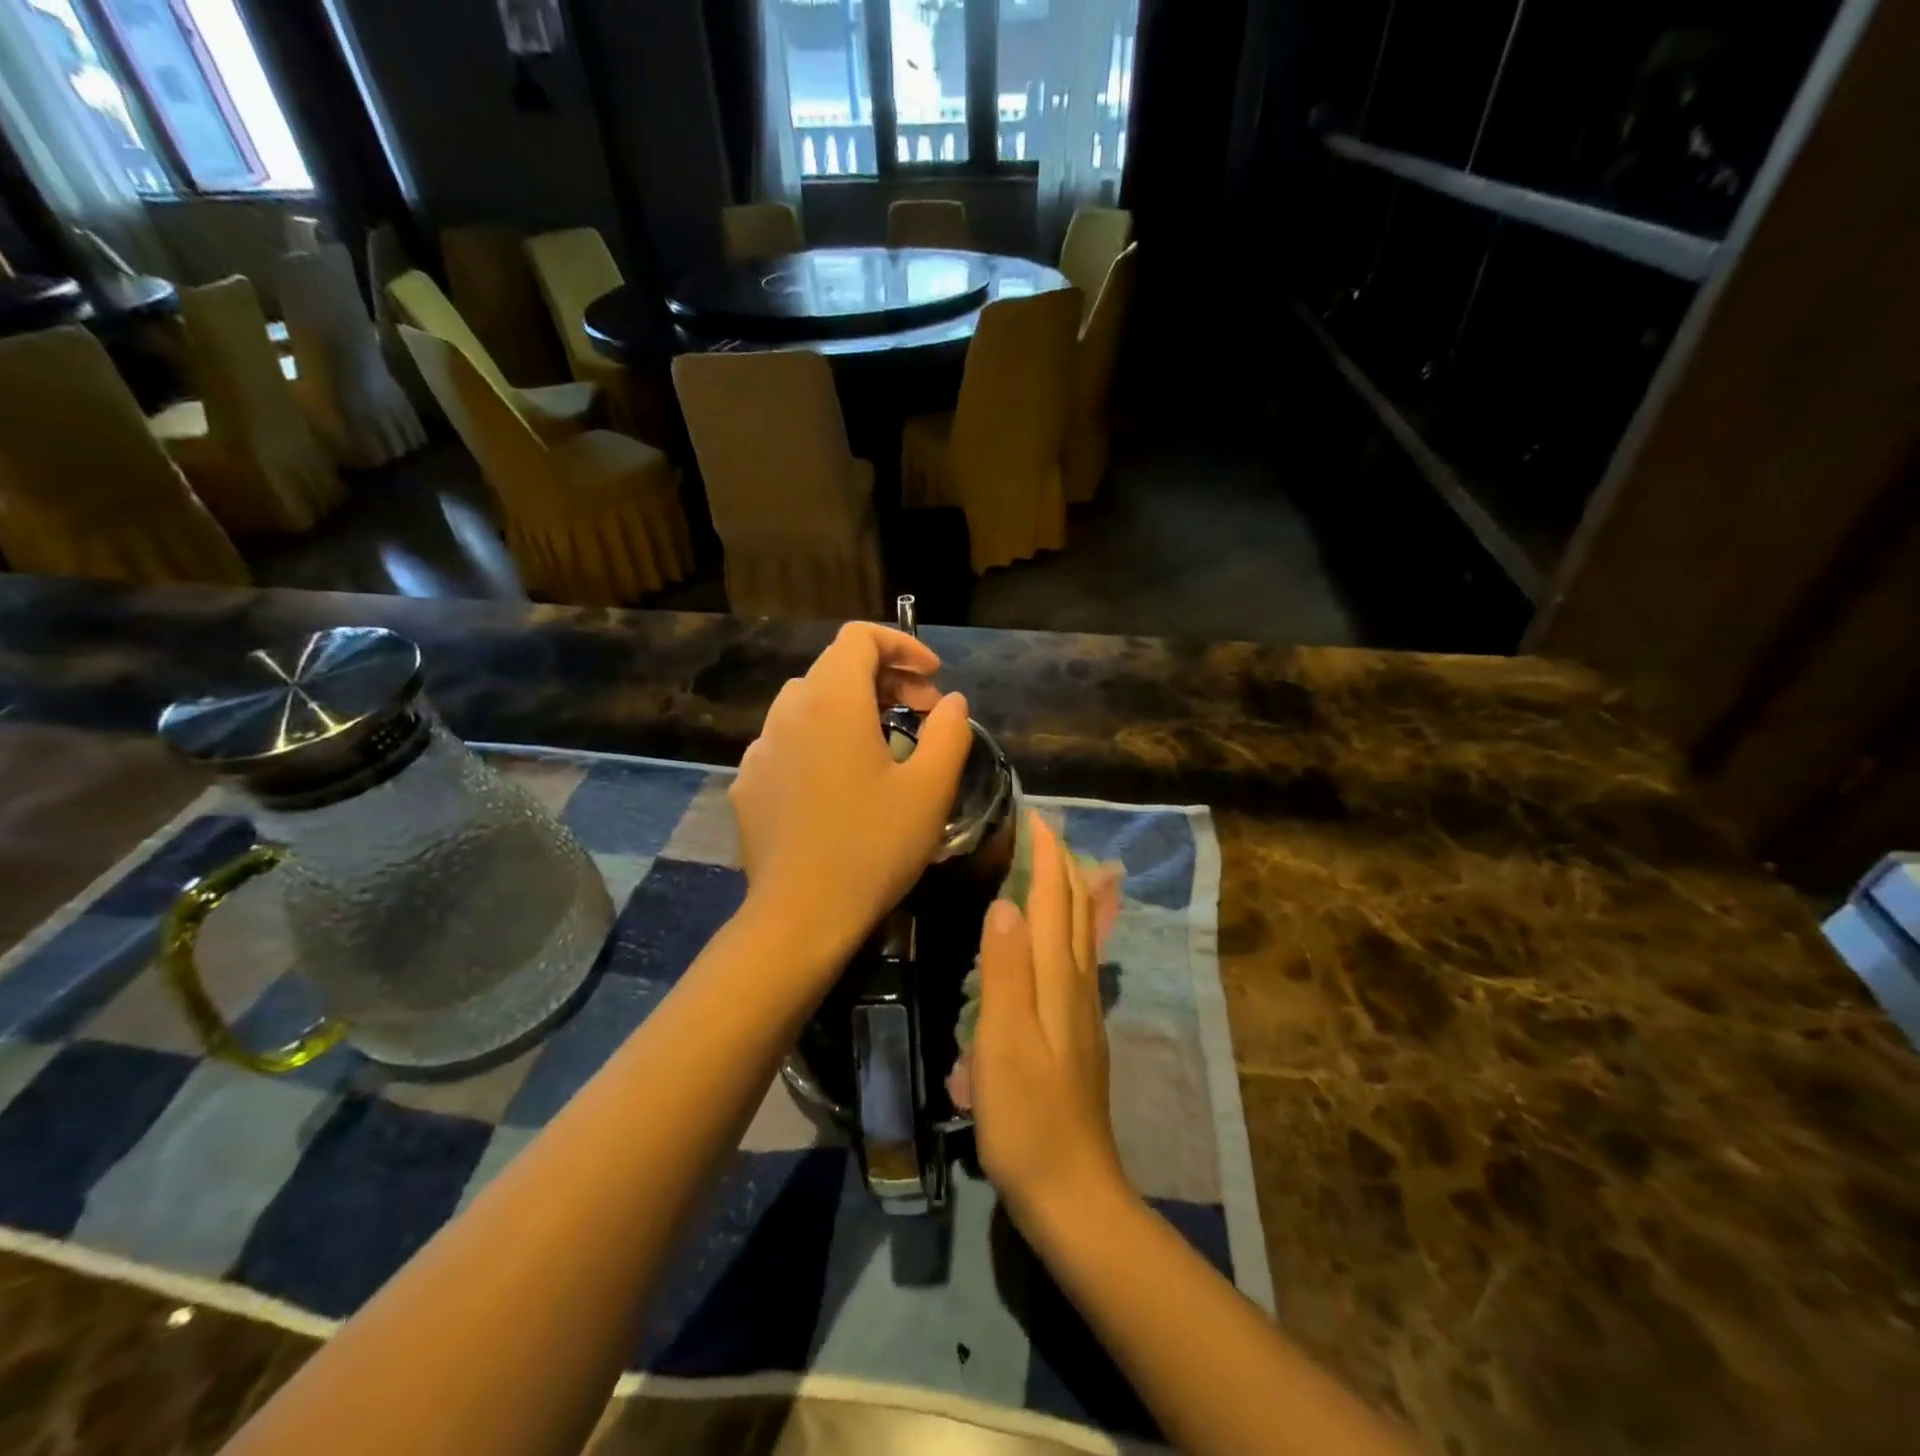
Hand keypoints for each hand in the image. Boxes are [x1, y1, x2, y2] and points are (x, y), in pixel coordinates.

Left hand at [729, 622, 970, 980]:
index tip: (933, 678)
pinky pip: (788, 741)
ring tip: (884, 744)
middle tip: (922, 713)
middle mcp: (788, 711)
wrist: (801, 915)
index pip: (860, 638)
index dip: (902, 645)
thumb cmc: (873, 846)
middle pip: (836, 667)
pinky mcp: (748, 782)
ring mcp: (760, 748)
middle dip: (885, 679)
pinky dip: (820, 740)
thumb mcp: (931, 789)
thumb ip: (949, 732)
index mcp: (833, 701)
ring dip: (851, 708)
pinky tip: (838, 783)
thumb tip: (951, 702)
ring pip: (809, 703)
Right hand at [973, 812, 1132, 1231]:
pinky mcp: (1076, 1034)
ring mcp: (1082, 1011)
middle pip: (1077, 910)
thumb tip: (1007, 902)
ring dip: (1067, 892)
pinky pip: (1074, 960)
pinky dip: (1066, 928)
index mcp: (1059, 979)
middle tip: (1040, 830)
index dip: (1048, 855)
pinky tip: (1054, 939)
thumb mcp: (1004, 1042)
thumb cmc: (1028, 1117)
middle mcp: (1077, 985)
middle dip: (1062, 864)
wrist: (1072, 1191)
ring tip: (1048, 867)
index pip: (1057, 899)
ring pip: (1080, 934)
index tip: (1035, 815)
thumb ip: (1005, 971)